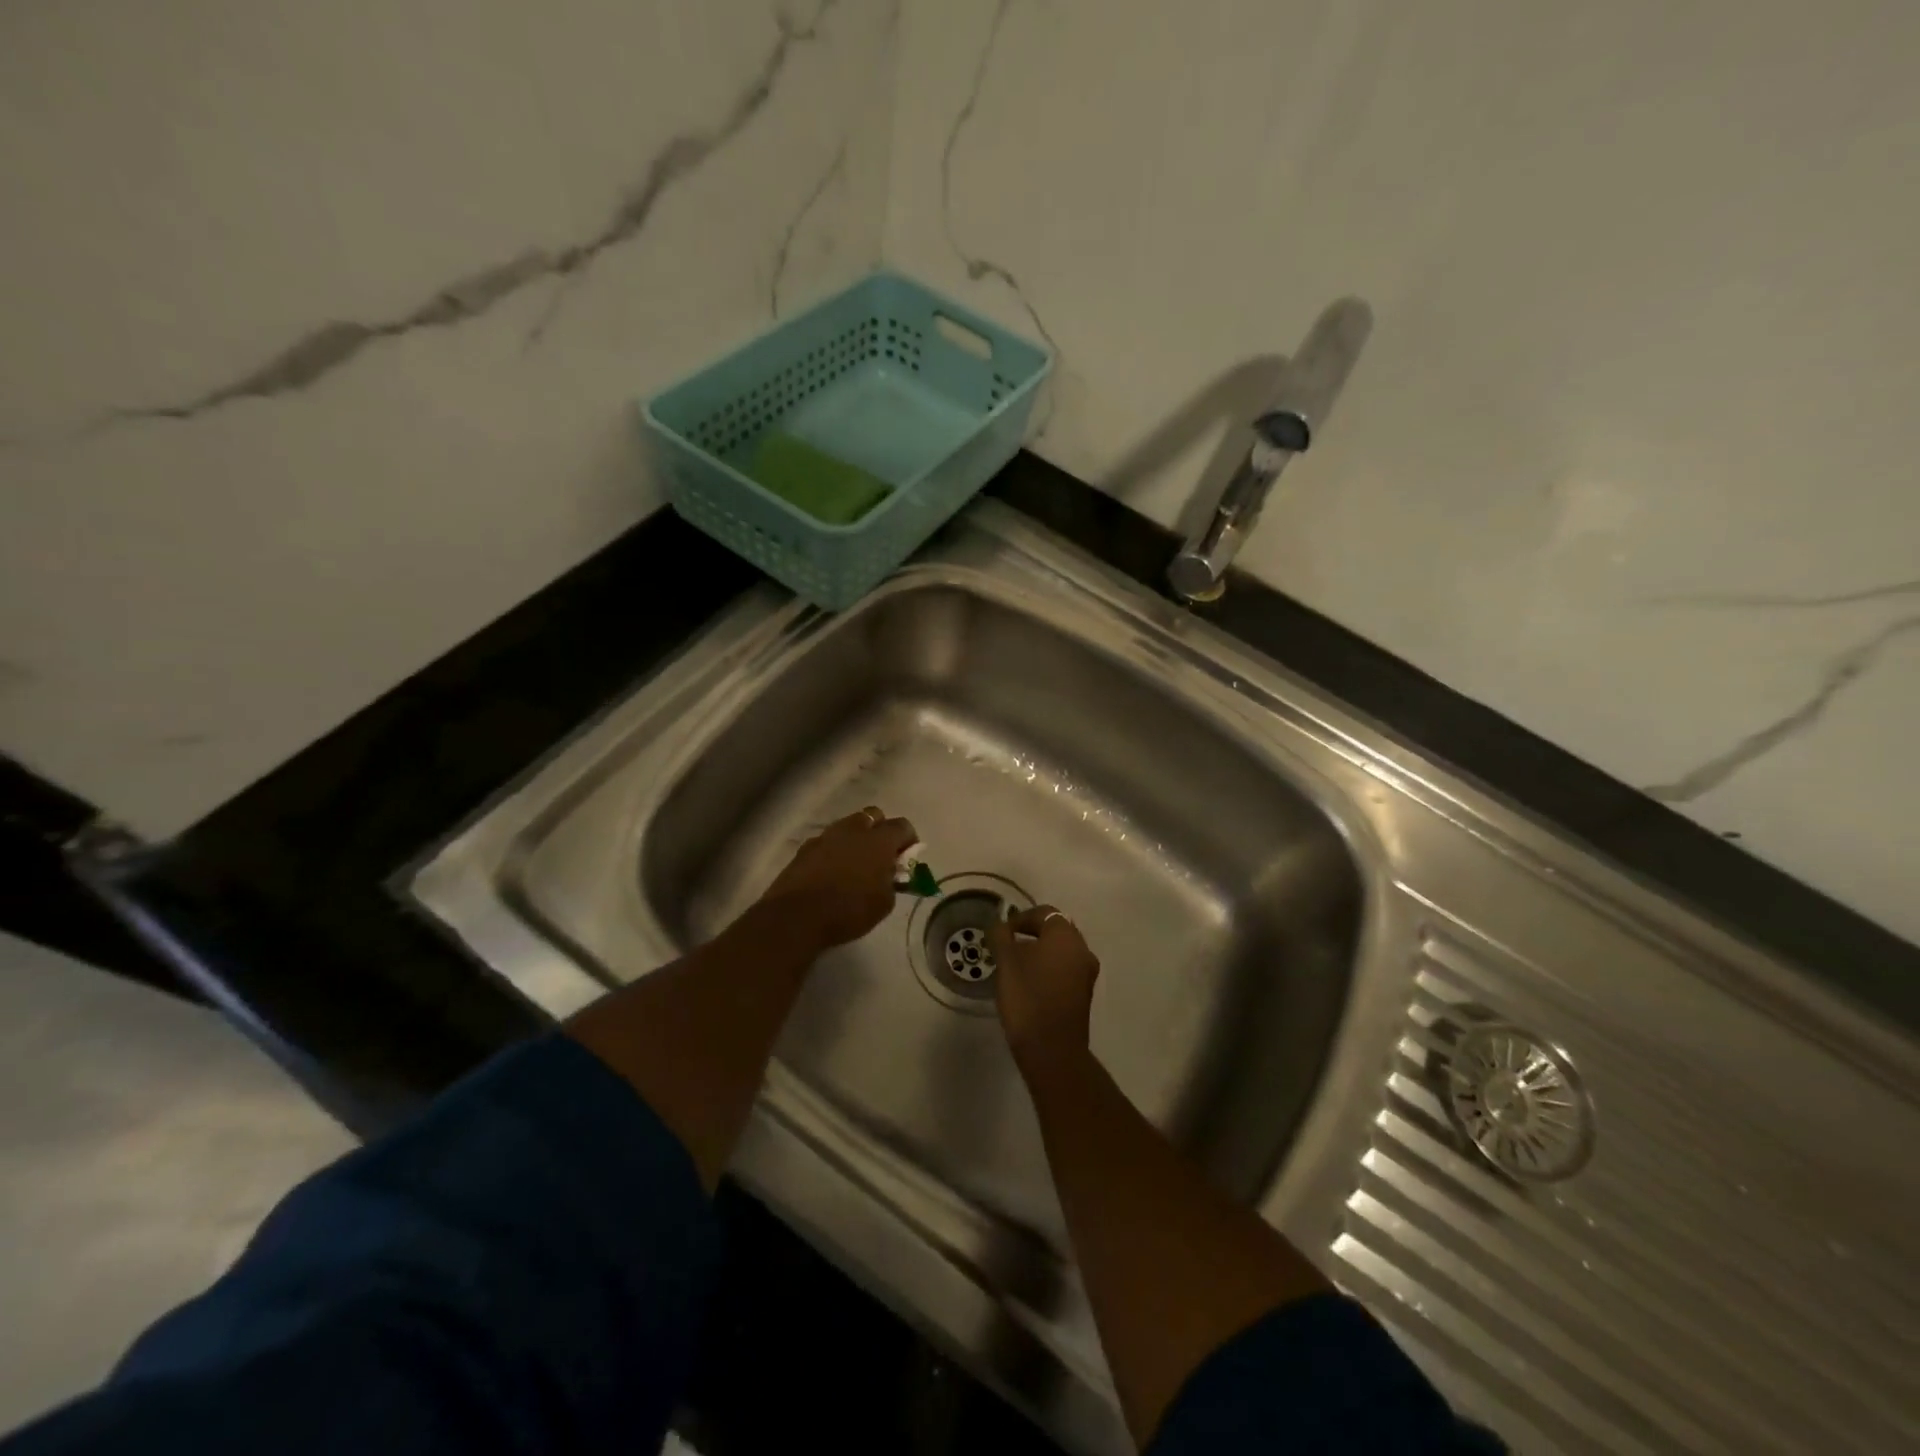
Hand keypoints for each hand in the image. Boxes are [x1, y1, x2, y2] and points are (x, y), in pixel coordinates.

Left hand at [760, 806, 917, 950]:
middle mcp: (853, 829)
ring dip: (855, 839)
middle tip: (881, 855)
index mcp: (878, 840)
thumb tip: (889, 873)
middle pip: (873, 816)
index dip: (909, 840)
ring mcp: (826, 836)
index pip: (902, 826)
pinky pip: (826, 842)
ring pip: (847, 826)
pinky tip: (831, 872)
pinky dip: (833, 851)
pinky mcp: (805, 848)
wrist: (797, 916)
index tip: (907, 858)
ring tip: (854, 864)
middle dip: (880, 830)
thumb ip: (892, 881)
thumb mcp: (884, 903)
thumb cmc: (849, 910)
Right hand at [989, 904, 1099, 1071]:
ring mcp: (1087, 972)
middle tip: (1008, 946)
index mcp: (1065, 935)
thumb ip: (1001, 937)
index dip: (1020, 918)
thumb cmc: (1027, 998)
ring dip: (1041, 951)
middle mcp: (1082, 948)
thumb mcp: (1006, 963)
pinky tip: (1031, 983)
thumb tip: (999, 924)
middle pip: (1055, 930)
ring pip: (1061, 951)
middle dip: (1032, 934)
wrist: (1052, 1049)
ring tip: (1016, 966)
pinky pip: (1066, 969)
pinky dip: (1049, 968)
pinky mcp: (1085, 993)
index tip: (1001, 933)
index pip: (1043, 913)